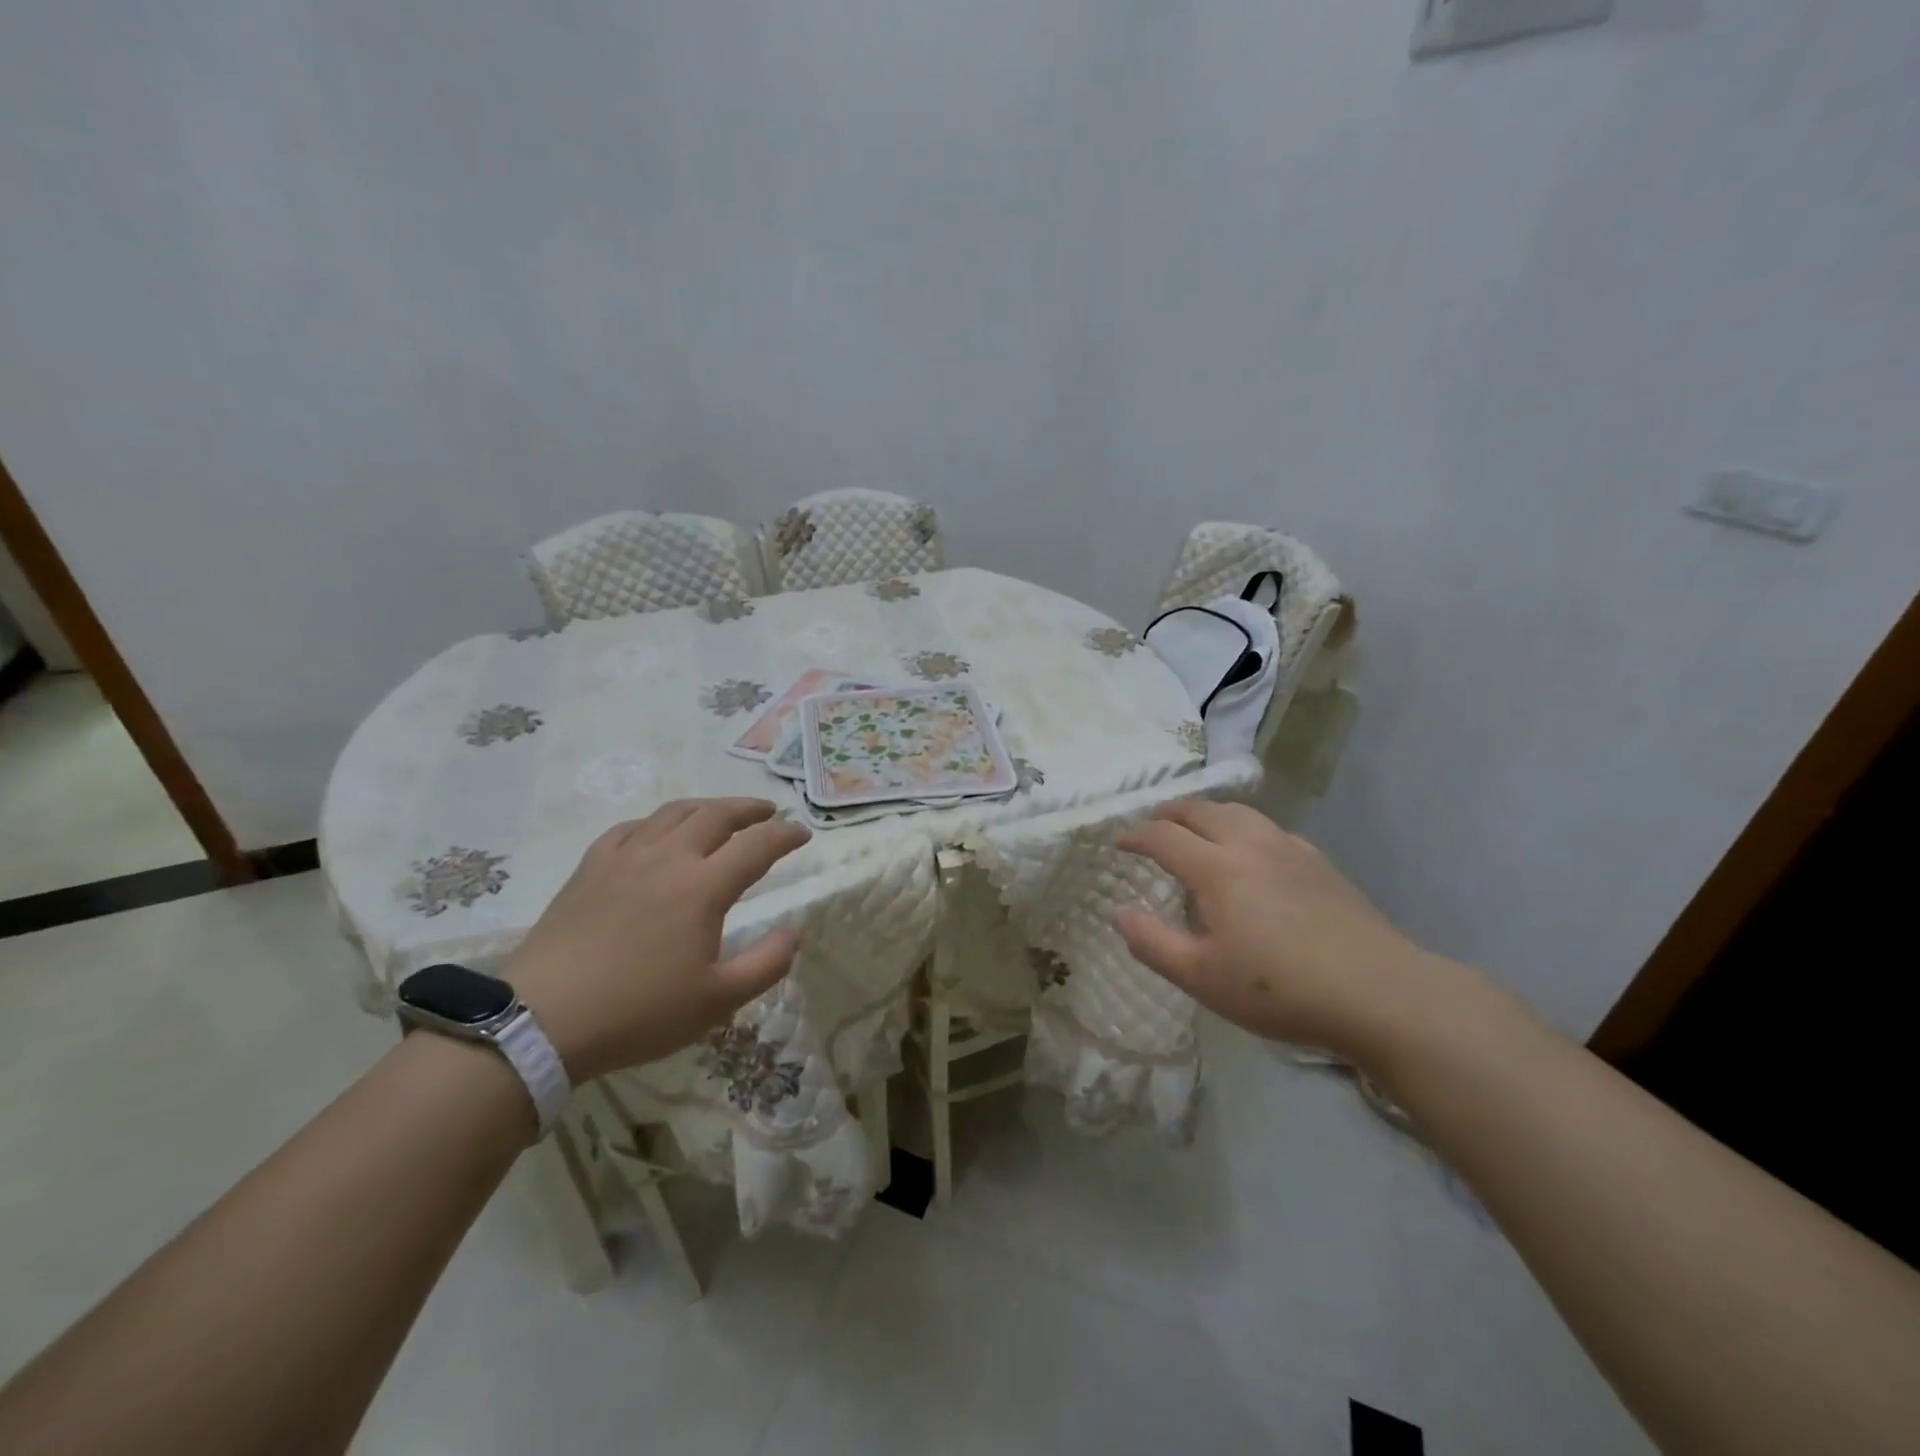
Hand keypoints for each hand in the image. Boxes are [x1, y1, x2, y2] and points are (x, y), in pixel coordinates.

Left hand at [505, 798, 809, 1081]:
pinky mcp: (590, 868)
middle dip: (749, 809)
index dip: (785, 835)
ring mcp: (625, 858)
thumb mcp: (717, 1000)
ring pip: (673, 813)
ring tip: (720, 813)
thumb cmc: (639, 1011)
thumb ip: (766, 964)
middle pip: (716, 815)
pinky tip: (657, 833)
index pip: (757, 846)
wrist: (543, 1020)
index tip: (803, 834)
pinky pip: (629, 829)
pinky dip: (656, 823)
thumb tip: (795, 932)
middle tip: (768, 812)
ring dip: (706, 807)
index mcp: (704, 887)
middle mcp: (668, 859)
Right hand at [1114, 801, 1457, 1064]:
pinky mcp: (1320, 863)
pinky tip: (1252, 853)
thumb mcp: (1202, 978)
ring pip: (1239, 812)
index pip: (1164, 836)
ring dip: (1207, 813)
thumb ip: (1152, 943)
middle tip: (1152, 826)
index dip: (1135, 835)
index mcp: (1217, 868)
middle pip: (1201, 810)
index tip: (1118, 842)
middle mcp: (1250, 845)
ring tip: (1196, 829)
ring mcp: (1290, 849)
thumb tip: (1118, 913)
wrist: (1380, 993)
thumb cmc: (1280, 989)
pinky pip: (1270, 829)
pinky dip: (1244, 829)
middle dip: (1169, 813)